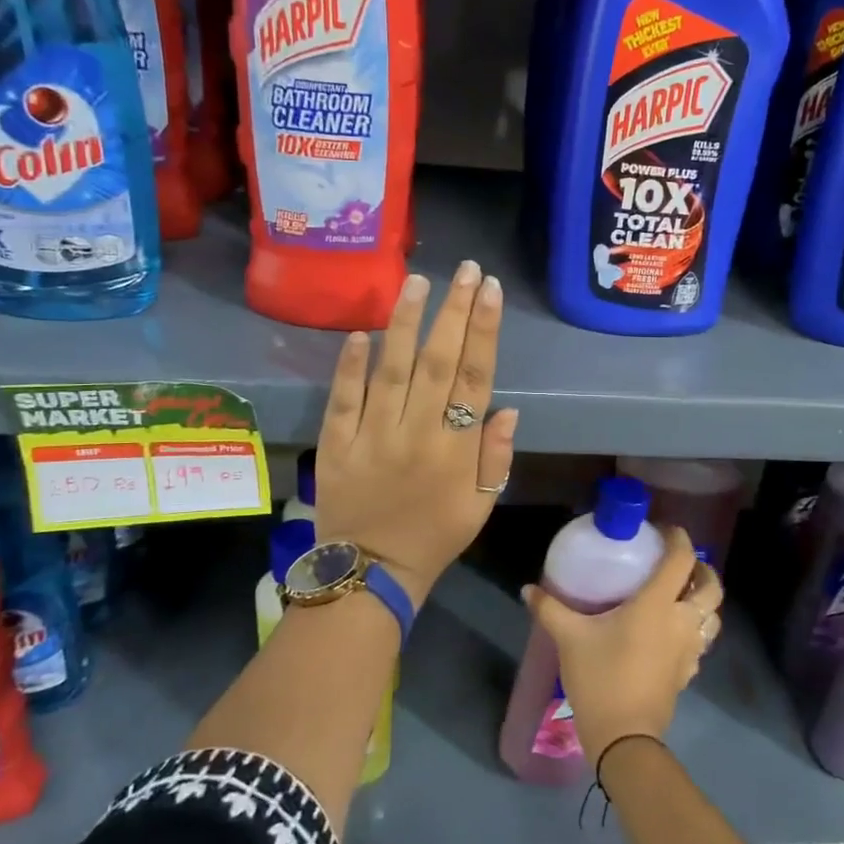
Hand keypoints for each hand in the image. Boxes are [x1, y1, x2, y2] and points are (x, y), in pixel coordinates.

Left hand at [314, 261, 517, 605]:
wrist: (370, 574)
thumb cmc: (435, 537)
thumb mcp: (481, 506)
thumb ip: (495, 457)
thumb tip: (506, 408)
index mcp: (456, 449)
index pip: (475, 377)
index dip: (483, 331)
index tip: (489, 291)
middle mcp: (417, 433)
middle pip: (439, 362)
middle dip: (453, 311)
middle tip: (464, 269)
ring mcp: (372, 436)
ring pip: (393, 370)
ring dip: (406, 323)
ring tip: (416, 282)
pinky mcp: (336, 444)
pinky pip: (343, 399)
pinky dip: (350, 365)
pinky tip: (361, 332)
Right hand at [522, 528, 722, 759]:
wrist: (624, 738)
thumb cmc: (600, 678)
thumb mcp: (570, 638)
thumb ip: (550, 609)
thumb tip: (528, 589)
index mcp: (657, 604)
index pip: (681, 559)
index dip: (678, 538)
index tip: (663, 531)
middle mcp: (682, 621)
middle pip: (711, 586)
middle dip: (701, 569)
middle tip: (678, 564)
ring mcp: (690, 649)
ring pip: (713, 616)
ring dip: (704, 601)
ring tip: (681, 595)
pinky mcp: (689, 673)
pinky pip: (703, 642)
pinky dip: (696, 629)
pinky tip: (673, 633)